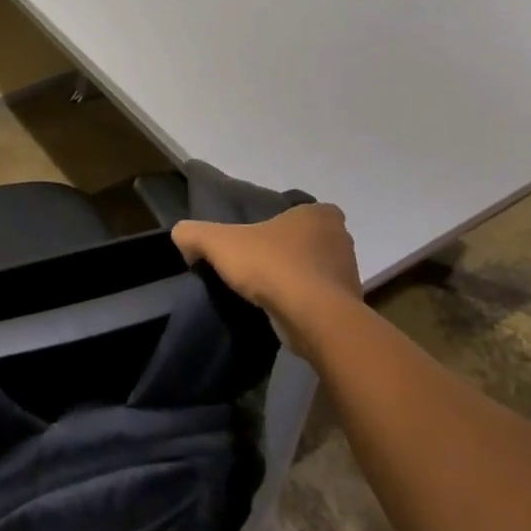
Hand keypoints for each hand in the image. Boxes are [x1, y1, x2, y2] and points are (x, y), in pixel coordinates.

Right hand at [172, 204, 363, 359]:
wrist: (313, 319)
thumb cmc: (271, 266)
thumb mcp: (218, 242)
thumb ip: (194, 233)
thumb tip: (182, 237)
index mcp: (319, 214)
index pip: (300, 212)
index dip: (279, 223)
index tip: (259, 238)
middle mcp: (340, 239)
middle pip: (307, 241)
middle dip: (287, 251)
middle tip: (258, 263)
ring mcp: (348, 274)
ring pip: (315, 271)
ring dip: (296, 279)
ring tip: (266, 291)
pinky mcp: (348, 307)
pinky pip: (320, 299)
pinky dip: (303, 303)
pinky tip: (281, 310)